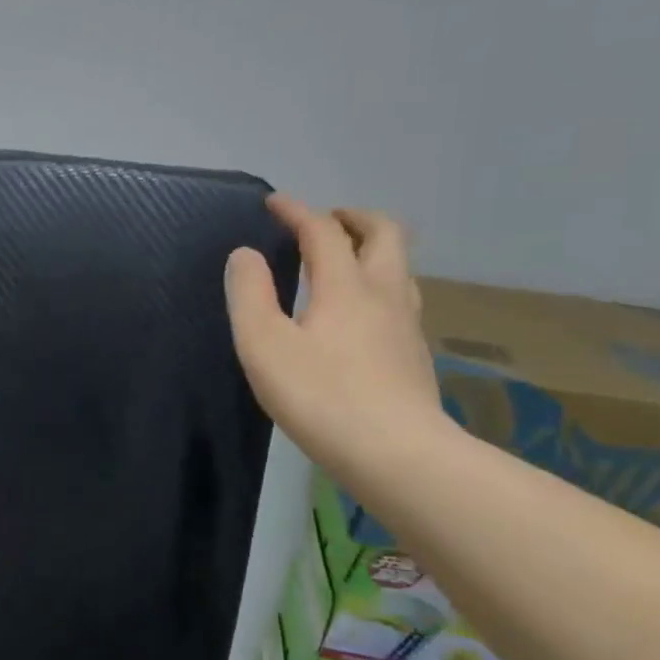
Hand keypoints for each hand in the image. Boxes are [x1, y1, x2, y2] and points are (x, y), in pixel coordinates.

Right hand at [224, 195, 448, 485]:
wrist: (397, 455)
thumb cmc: (321, 396)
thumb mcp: (264, 344)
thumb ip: (249, 294)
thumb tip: (245, 255)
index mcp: (345, 285)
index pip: (323, 231)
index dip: (297, 212)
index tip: (274, 204)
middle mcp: (384, 293)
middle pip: (385, 233)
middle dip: (353, 218)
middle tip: (325, 221)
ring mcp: (407, 325)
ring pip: (399, 267)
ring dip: (372, 249)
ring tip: (343, 260)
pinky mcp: (414, 355)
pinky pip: (400, 298)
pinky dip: (378, 285)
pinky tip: (360, 314)